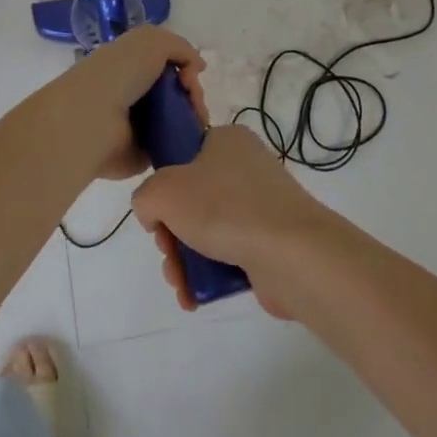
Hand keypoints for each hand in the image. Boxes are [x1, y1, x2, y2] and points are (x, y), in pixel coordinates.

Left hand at [16, 25, 205, 181]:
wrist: (93, 119)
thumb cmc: (119, 73)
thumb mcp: (151, 41)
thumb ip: (180, 47)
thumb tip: (198, 67)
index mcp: (130, 65)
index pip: (167, 66)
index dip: (185, 68)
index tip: (191, 75)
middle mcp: (134, 93)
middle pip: (177, 92)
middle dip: (194, 94)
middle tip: (195, 101)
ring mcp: (139, 125)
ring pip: (180, 118)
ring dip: (194, 116)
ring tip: (197, 120)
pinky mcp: (144, 153)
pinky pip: (174, 144)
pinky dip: (187, 140)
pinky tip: (192, 137)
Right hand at [131, 124, 336, 317]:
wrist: (292, 254)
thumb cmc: (224, 207)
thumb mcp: (162, 191)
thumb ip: (145, 197)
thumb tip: (156, 217)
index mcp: (227, 140)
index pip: (184, 155)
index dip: (164, 185)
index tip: (158, 212)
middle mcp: (247, 167)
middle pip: (191, 199)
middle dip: (171, 233)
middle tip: (167, 252)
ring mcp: (263, 206)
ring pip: (207, 230)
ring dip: (184, 259)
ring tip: (180, 284)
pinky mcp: (272, 242)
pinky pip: (229, 254)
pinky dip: (208, 274)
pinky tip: (194, 295)